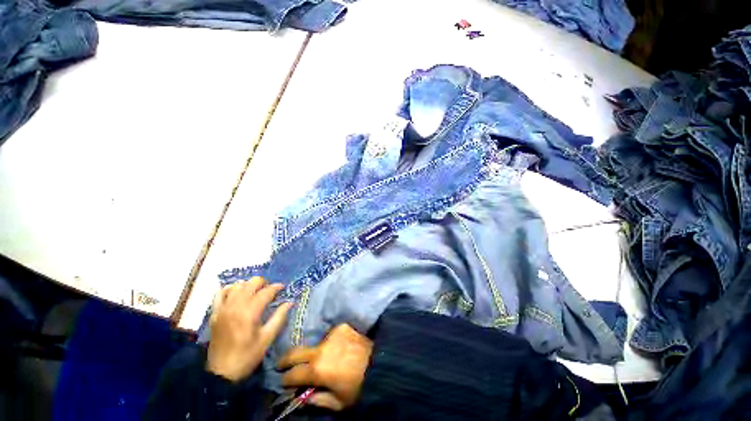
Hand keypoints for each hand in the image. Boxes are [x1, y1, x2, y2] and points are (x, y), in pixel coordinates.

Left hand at [207, 277, 292, 381]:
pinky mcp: (215, 313)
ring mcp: (223, 308)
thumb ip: (279, 318)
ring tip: (255, 292)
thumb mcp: (267, 339)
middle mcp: (236, 306)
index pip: (266, 292)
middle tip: (269, 290)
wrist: (221, 372)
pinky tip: (236, 293)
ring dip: (248, 285)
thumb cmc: (247, 356)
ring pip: (237, 285)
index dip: (276, 287)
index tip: (283, 288)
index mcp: (250, 313)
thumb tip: (290, 302)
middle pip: (251, 283)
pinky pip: (220, 293)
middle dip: (263, 283)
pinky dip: (230, 289)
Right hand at [277, 324, 372, 410]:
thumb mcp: (338, 401)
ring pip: (316, 344)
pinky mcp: (342, 327)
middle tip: (281, 364)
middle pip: (295, 352)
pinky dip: (331, 344)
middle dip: (285, 359)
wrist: (380, 362)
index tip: (283, 381)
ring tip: (324, 359)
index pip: (293, 374)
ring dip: (315, 352)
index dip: (285, 379)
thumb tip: (302, 397)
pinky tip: (338, 349)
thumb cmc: (358, 386)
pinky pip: (331, 336)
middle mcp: (321, 349)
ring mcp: (332, 335)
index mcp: (317, 370)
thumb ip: (317, 400)